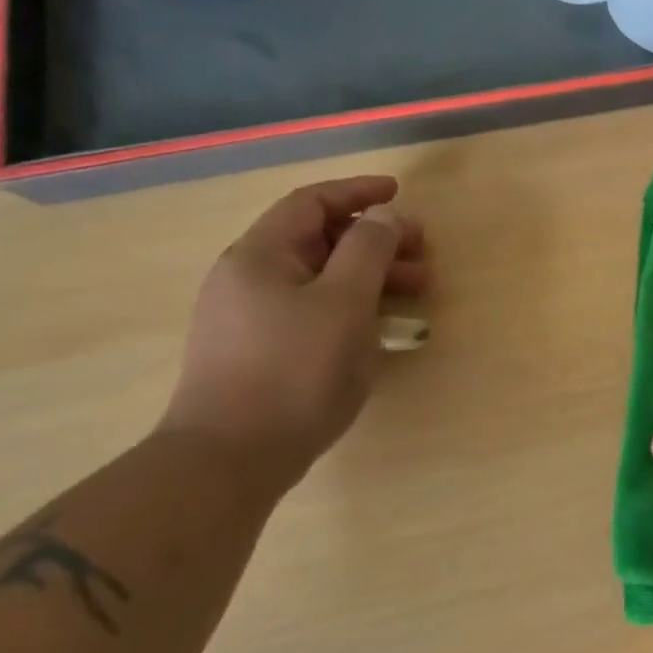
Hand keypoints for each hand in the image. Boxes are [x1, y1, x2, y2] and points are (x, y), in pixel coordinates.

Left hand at [159, 176, 427, 483]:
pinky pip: (312, 310)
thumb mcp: (343, 302)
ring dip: (369, 276)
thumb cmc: (294, 371)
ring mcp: (250, 318)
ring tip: (416, 291)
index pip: (311, 203)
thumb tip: (381, 215)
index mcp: (260, 255)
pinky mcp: (259, 352)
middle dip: (375, 240)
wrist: (229, 459)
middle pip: (318, 240)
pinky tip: (379, 325)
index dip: (357, 192)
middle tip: (422, 252)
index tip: (399, 194)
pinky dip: (351, 305)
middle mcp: (248, 278)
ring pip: (319, 278)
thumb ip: (367, 250)